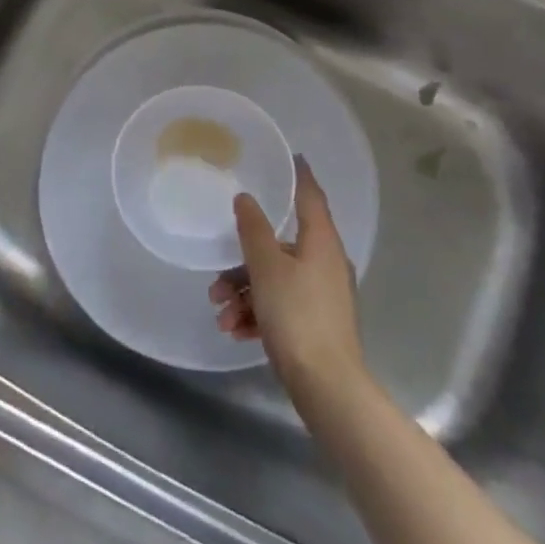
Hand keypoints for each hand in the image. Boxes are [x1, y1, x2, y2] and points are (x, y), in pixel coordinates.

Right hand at [208, 156, 364, 413]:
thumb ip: (253, 230)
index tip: (288, 157)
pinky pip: (280, 306)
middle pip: (280, 246)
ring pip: (275, 279)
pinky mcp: (315, 323)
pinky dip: (257, 313)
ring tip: (221, 313)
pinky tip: (235, 330)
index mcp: (321, 242)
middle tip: (218, 277)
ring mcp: (322, 295)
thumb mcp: (267, 268)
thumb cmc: (296, 315)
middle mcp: (326, 263)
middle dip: (244, 261)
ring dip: (244, 293)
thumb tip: (245, 199)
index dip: (298, 176)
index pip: (310, 196)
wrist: (326, 386)